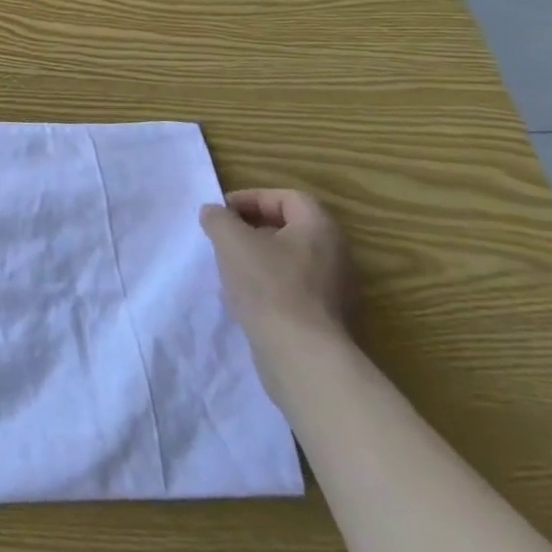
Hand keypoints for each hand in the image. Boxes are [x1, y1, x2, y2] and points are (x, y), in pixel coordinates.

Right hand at [201, 189, 356, 358]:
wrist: (300, 354)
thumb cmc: (268, 285)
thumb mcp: (230, 240)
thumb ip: (218, 218)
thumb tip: (214, 213)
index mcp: (320, 229)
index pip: (287, 198)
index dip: (251, 198)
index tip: (222, 212)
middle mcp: (336, 254)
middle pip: (289, 228)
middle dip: (251, 228)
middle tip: (223, 237)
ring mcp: (335, 289)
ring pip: (289, 259)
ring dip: (257, 257)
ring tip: (228, 267)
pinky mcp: (326, 317)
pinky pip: (293, 287)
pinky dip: (267, 284)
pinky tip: (244, 297)